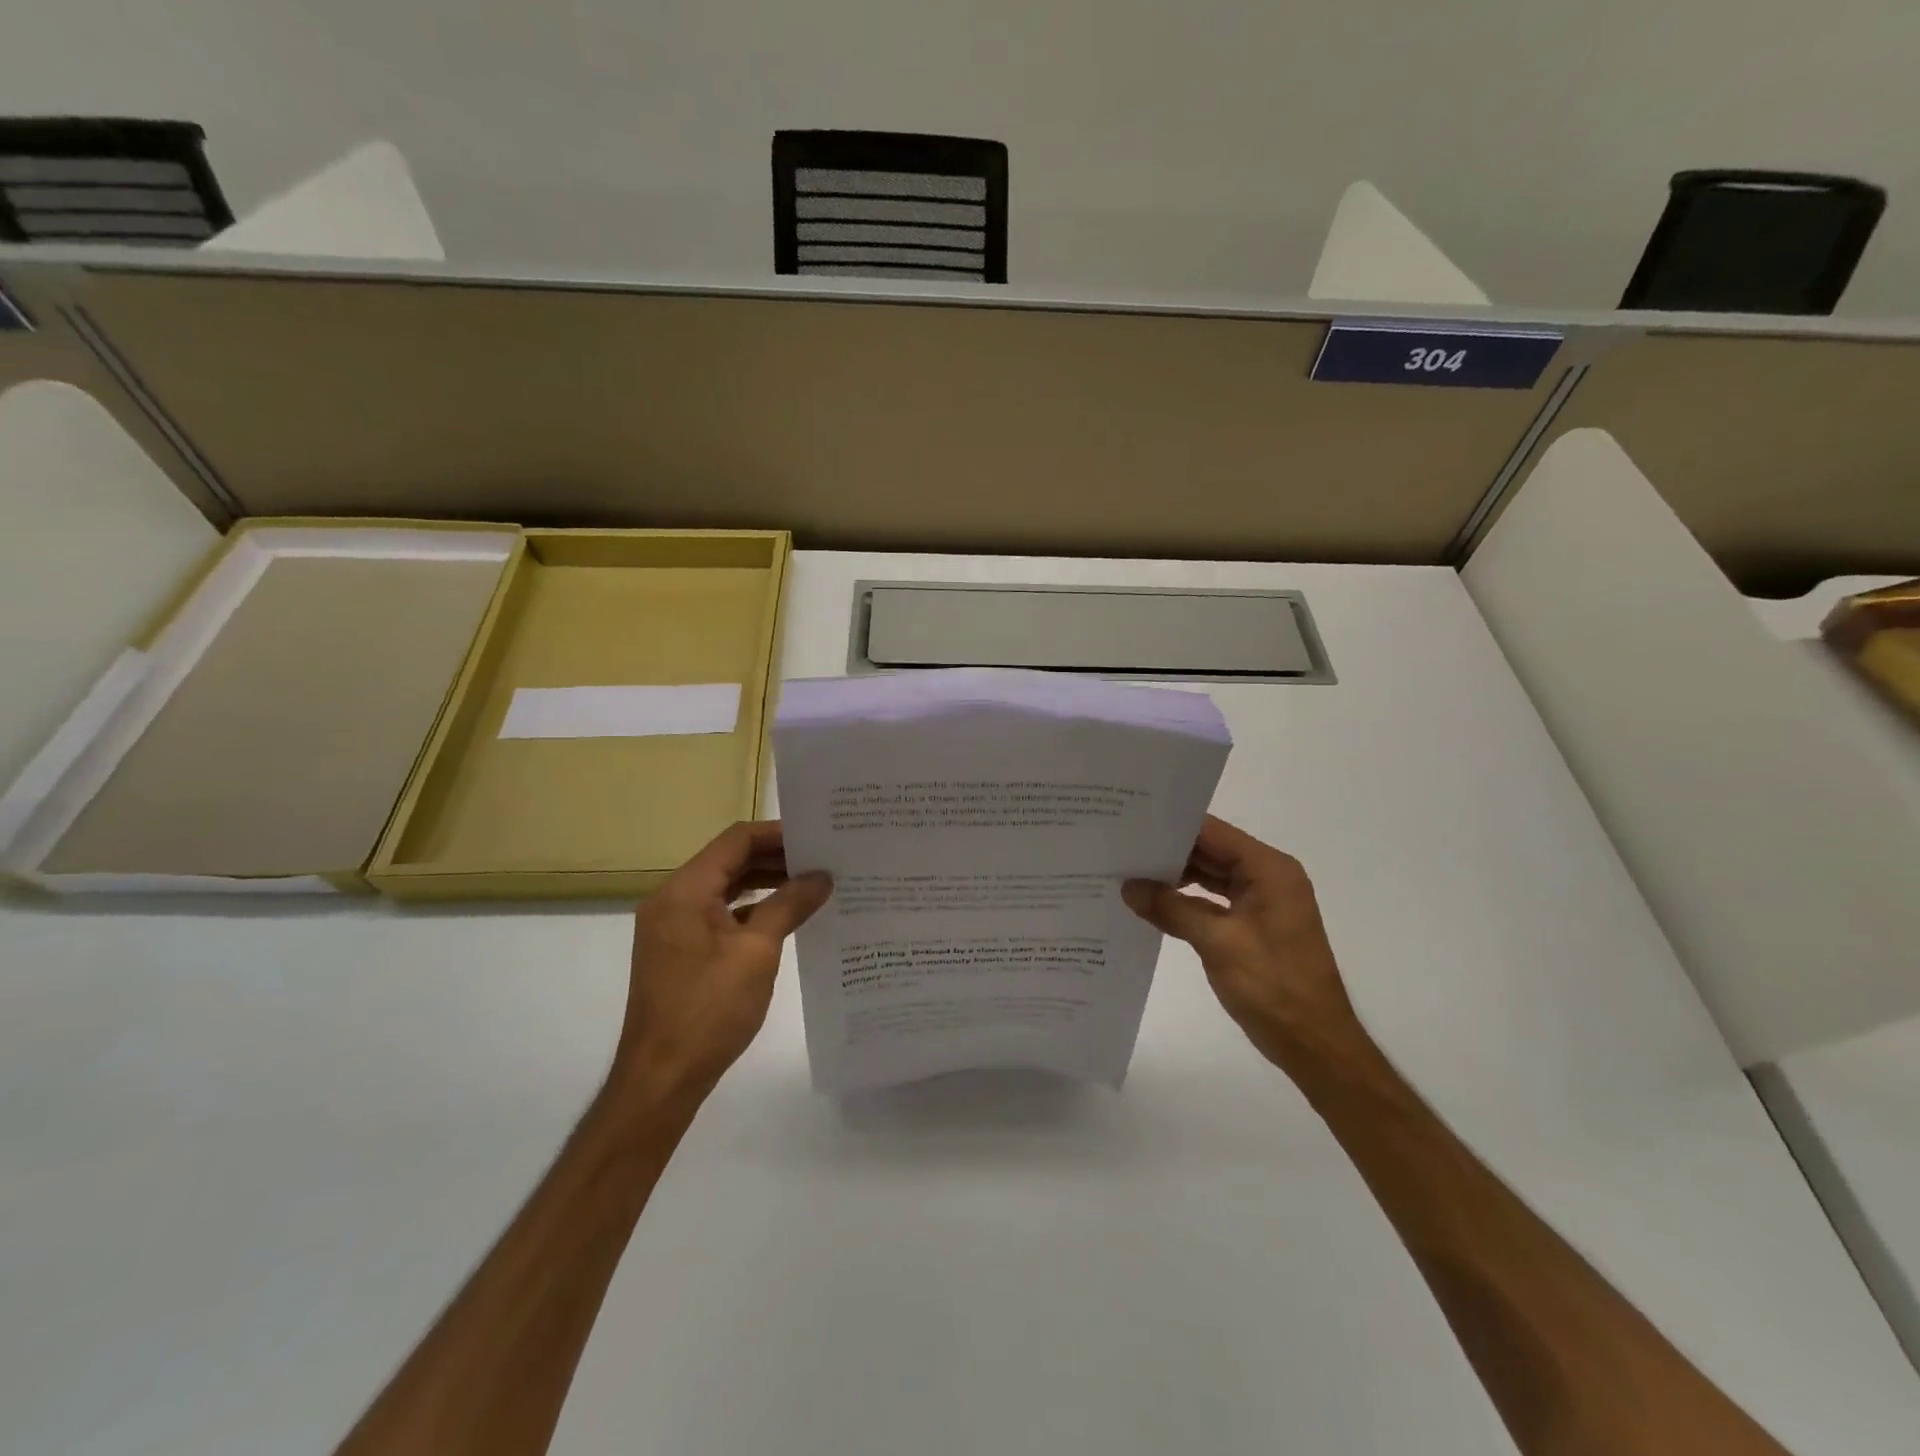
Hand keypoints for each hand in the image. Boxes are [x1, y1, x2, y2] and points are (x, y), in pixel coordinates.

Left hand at [610, 820, 831, 1107]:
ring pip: (726, 889)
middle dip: (777, 858)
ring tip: (813, 884)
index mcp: (684, 891)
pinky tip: (787, 918)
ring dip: (767, 884)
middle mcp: (674, 900)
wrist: (661, 1079)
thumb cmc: (708, 1009)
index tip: (818, 837)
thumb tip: (822, 876)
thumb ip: (789, 905)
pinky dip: (753, 911)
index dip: (778, 834)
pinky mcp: (681, 951)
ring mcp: (675, 927)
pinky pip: (721, 915)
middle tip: (824, 859)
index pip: (736, 841)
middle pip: (730, 861)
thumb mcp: (757, 952)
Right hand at [1122, 816, 1365, 1075]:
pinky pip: (1213, 901)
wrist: (1314, 1044)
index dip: (1171, 826)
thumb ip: (1171, 908)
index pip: (1213, 832)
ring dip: (1174, 877)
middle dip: (1168, 852)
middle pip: (1210, 851)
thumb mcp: (1217, 942)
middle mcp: (1268, 877)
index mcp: (1269, 869)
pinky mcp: (1253, 926)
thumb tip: (1128, 887)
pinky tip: (1152, 904)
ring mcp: (1261, 903)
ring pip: (1210, 877)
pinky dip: (1186, 901)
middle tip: (1120, 847)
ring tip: (1127, 872)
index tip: (1130, 823)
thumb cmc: (1273, 986)